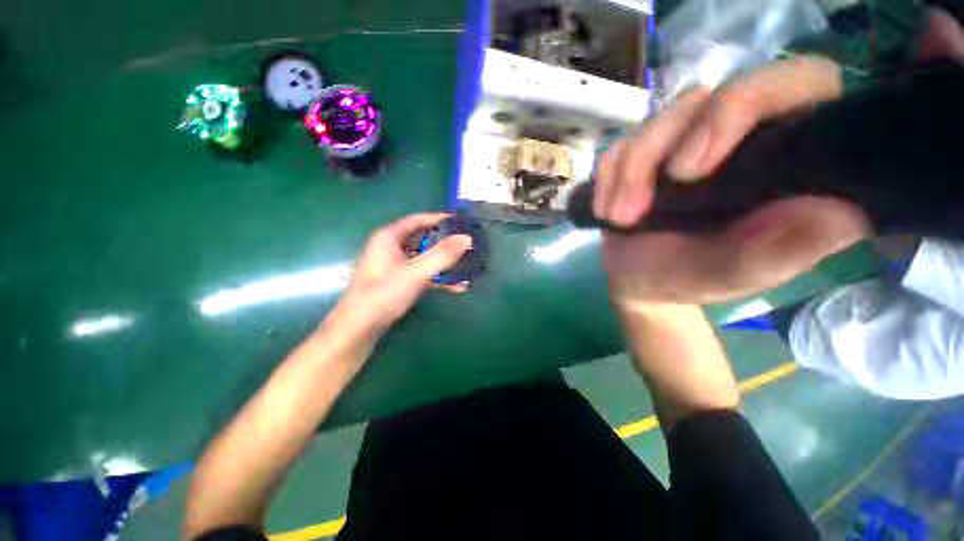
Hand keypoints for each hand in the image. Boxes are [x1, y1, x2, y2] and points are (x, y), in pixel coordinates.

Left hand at [329, 213, 471, 334]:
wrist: (358, 328)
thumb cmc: (384, 294)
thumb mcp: (416, 272)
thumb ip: (442, 255)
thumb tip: (467, 238)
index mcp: (389, 238)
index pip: (418, 220)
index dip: (439, 219)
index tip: (460, 222)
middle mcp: (390, 248)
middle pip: (422, 239)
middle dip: (444, 243)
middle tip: (465, 245)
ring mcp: (393, 266)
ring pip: (423, 258)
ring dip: (443, 262)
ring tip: (465, 265)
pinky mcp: (397, 282)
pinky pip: (421, 273)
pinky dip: (436, 278)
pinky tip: (455, 286)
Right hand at [599, 8, 963, 308]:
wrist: (638, 279)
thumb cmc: (688, 278)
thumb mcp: (733, 274)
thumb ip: (780, 251)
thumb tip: (842, 214)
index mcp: (787, 156)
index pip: (796, 83)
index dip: (746, 103)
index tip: (692, 169)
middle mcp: (740, 135)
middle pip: (709, 95)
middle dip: (662, 147)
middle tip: (638, 205)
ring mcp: (686, 139)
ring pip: (657, 120)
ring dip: (628, 174)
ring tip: (620, 218)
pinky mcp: (645, 152)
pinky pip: (620, 146)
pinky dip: (607, 179)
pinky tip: (607, 211)